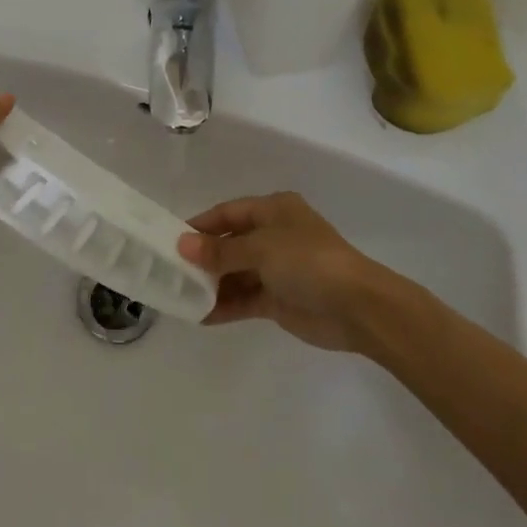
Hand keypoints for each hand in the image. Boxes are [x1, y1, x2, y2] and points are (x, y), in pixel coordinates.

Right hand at [178, 192, 396, 352]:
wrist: (357, 306)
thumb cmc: (308, 261)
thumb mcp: (261, 248)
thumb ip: (221, 250)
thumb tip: (182, 245)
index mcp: (273, 210)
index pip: (228, 212)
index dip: (201, 225)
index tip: (170, 239)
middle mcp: (273, 235)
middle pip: (230, 242)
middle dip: (203, 257)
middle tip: (169, 271)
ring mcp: (277, 269)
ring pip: (235, 273)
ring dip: (211, 284)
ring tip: (179, 296)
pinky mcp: (279, 300)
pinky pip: (245, 299)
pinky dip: (225, 305)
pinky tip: (200, 316)